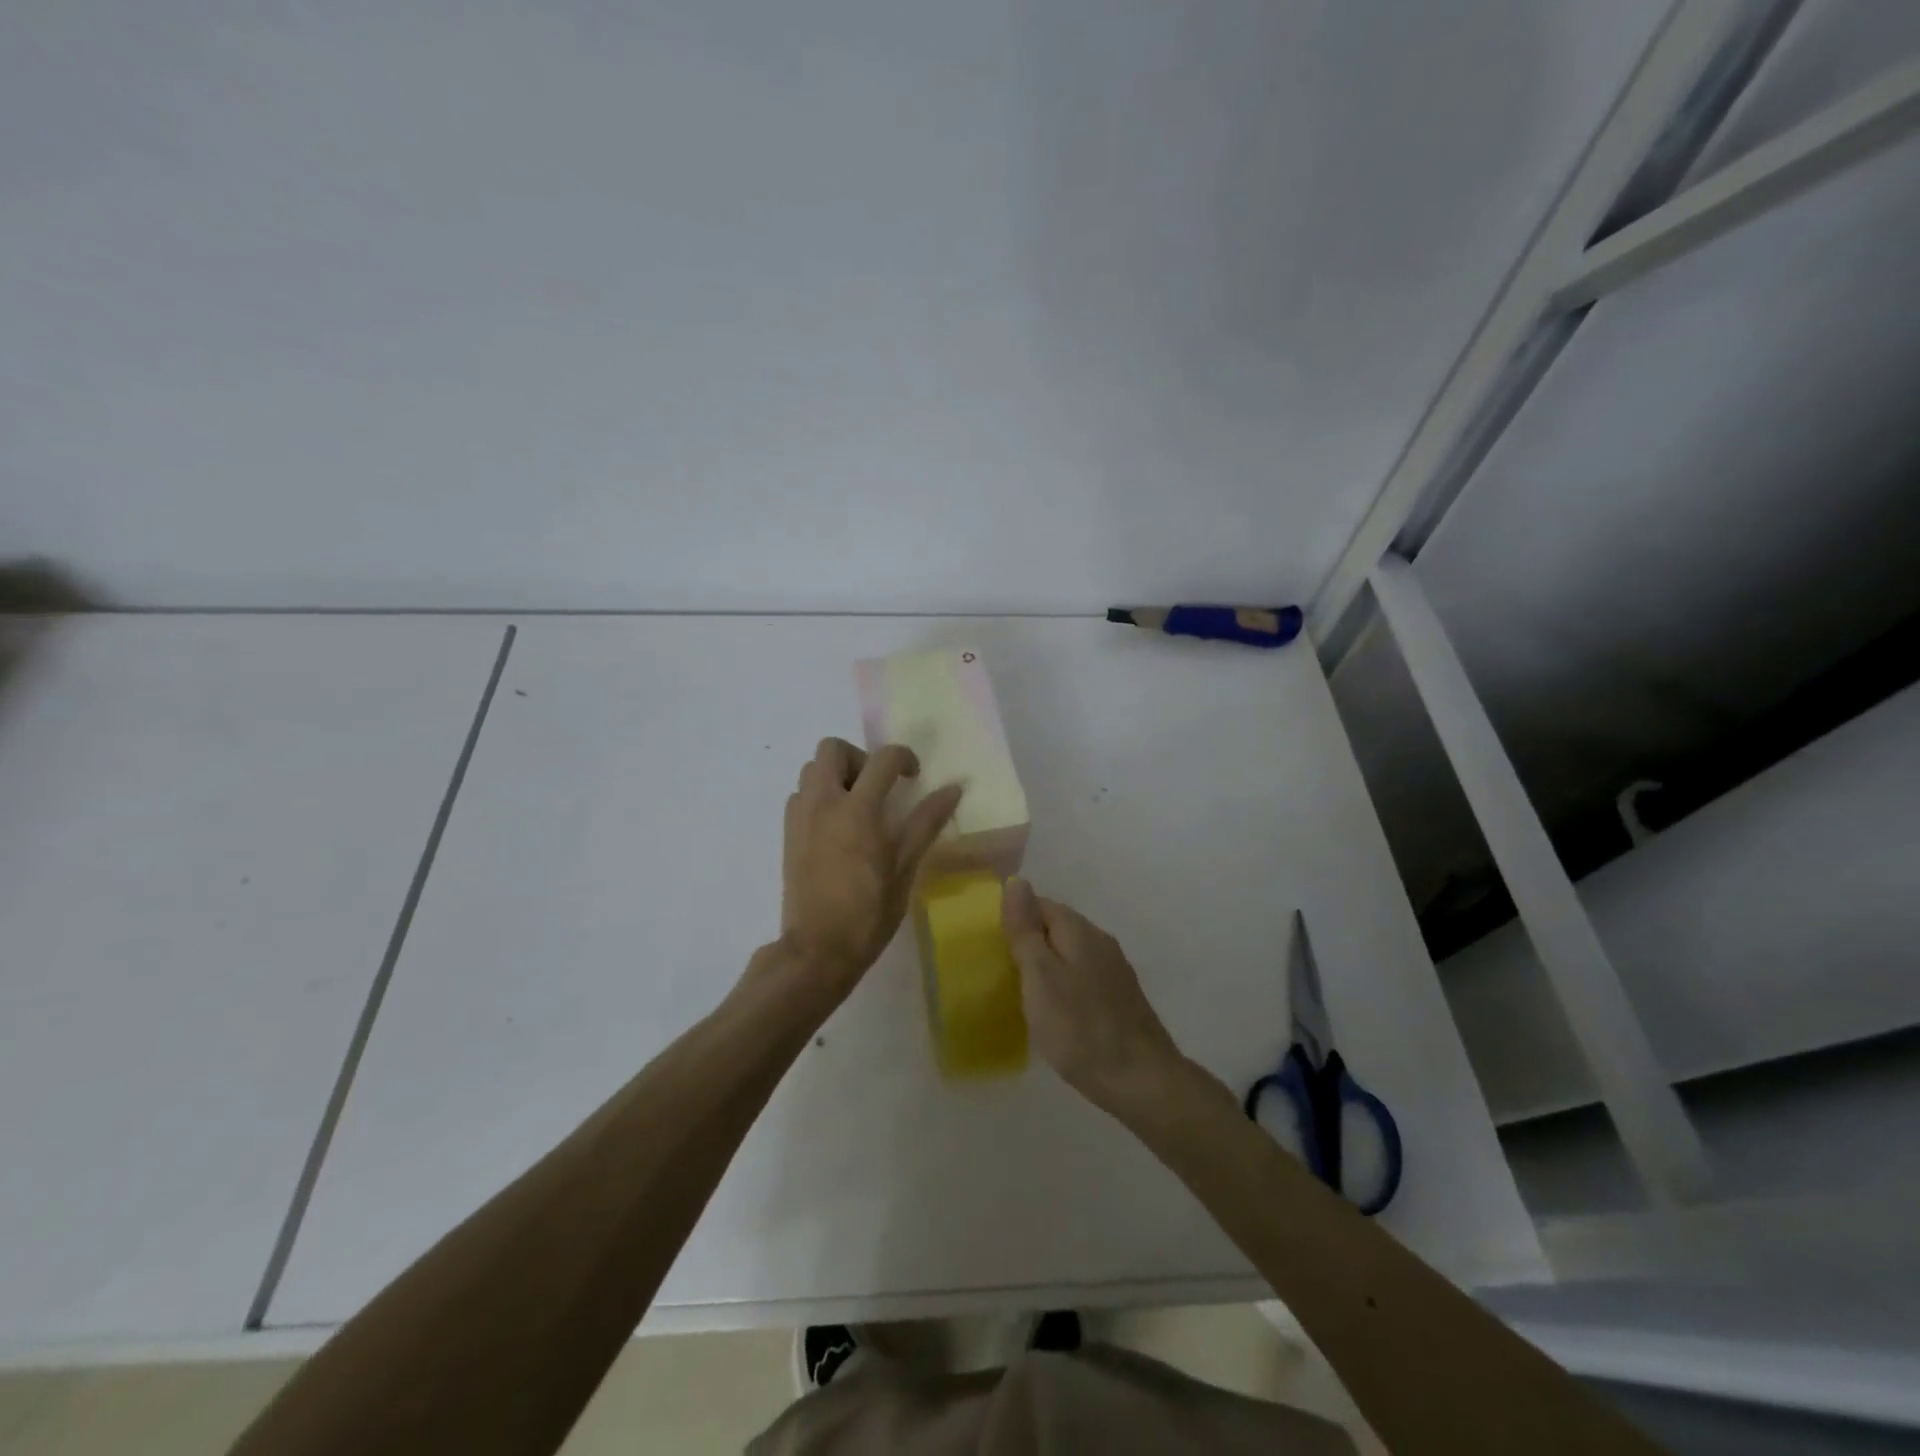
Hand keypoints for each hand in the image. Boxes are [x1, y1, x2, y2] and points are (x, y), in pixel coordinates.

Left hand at [778, 737, 962, 1003]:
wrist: (817, 949)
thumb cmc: (868, 912)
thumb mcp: (905, 867)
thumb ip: (926, 822)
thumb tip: (953, 789)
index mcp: (857, 809)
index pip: (883, 759)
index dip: (904, 757)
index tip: (914, 777)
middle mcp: (823, 802)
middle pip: (832, 748)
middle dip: (859, 757)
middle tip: (877, 786)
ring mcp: (800, 817)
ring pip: (812, 769)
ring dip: (836, 775)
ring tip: (857, 806)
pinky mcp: (788, 834)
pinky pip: (801, 795)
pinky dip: (819, 796)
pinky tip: (836, 827)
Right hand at [1003, 879, 1185, 1114]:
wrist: (1141, 1080)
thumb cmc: (1080, 1028)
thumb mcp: (1040, 976)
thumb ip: (1026, 930)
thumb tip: (1016, 880)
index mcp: (1078, 930)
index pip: (1040, 904)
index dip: (1013, 918)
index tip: (992, 944)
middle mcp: (1100, 940)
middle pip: (1057, 926)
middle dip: (1030, 941)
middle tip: (1001, 969)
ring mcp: (1115, 969)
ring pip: (1071, 952)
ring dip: (1047, 964)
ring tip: (1022, 991)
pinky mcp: (1121, 996)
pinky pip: (1084, 976)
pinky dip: (1065, 984)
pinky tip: (1056, 1010)